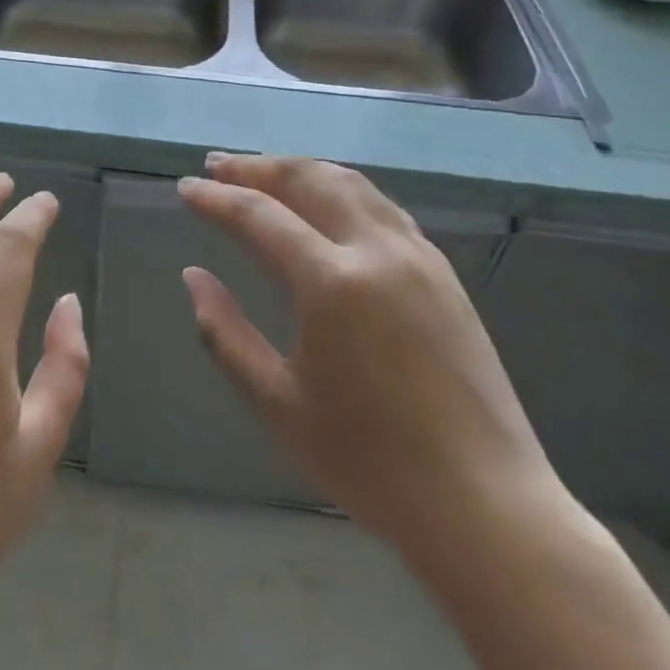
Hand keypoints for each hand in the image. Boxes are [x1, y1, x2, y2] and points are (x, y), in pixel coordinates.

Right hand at [178, 153, 555, 545]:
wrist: (484, 505)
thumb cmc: (368, 461)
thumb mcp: (276, 403)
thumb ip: (224, 333)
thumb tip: (193, 276)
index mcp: (332, 284)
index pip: (259, 216)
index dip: (216, 198)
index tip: (185, 188)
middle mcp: (378, 252)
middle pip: (309, 180)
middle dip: (257, 167)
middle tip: (217, 164)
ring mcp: (419, 258)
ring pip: (352, 184)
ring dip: (301, 170)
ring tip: (264, 173)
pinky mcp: (444, 274)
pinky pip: (383, 207)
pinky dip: (342, 190)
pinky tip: (327, 205)